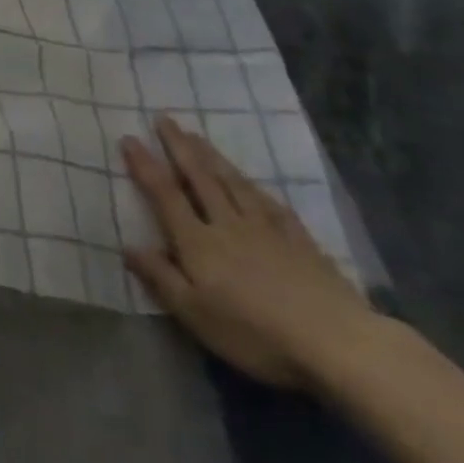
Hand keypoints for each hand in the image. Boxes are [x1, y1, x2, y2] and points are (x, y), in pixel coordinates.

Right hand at [123, 115, 373, 388]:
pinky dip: (256, 188)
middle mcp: (227, 224)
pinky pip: (271, 205)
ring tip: (197, 136)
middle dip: (179, 147)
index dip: (145, 166)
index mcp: (198, 242)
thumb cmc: (256, 334)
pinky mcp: (300, 242)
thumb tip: (127, 246)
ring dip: (212, 157)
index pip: (165, 195)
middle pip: (199, 178)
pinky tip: (253, 182)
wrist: (336, 343)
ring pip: (233, 183)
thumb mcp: (196, 315)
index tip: (129, 137)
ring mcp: (267, 230)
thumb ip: (161, 278)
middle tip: (164, 118)